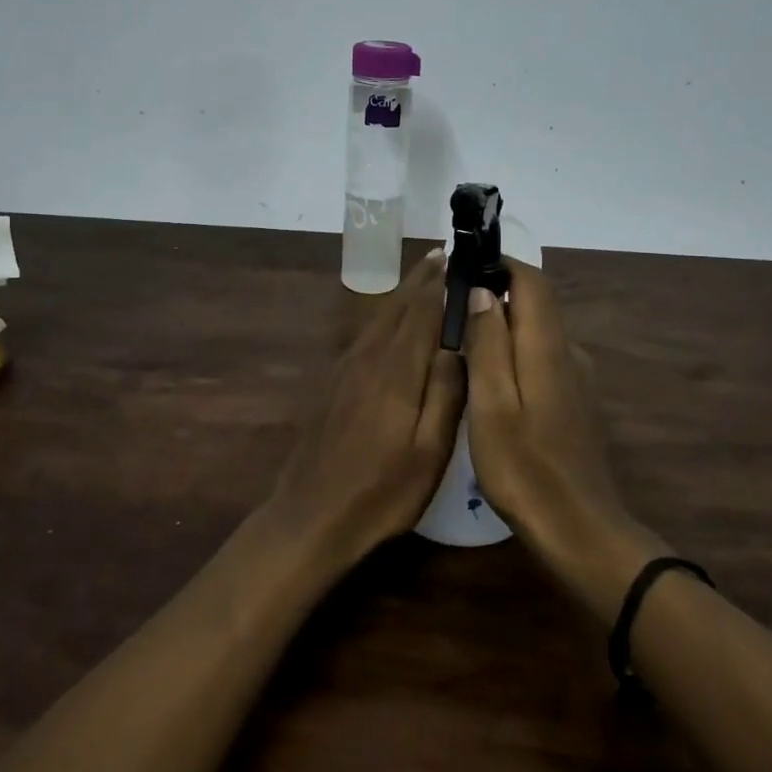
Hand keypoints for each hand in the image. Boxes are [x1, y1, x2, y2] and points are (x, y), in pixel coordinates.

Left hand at [266, 253, 466, 567]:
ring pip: (380, 317)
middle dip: (422, 279)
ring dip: (404, 293)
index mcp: (396, 370)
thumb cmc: (381, 491)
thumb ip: (446, 393)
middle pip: (399, 306)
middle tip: (444, 254)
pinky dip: (386, 316)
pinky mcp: (334, 382)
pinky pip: (366, 334)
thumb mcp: (429, 452)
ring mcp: (346, 368)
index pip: (423, 311)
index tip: (460, 258)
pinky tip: (393, 321)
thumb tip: (458, 343)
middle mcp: (368, 356)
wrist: (311, 516)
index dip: (441, 283)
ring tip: (424, 275)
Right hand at [462, 261, 666, 615]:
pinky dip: (514, 355)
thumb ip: (488, 343)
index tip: (463, 268)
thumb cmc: (526, 468)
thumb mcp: (492, 404)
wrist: (582, 533)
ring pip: (536, 334)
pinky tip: (489, 385)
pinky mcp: (576, 403)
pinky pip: (542, 360)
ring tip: (461, 348)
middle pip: (534, 304)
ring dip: (502, 328)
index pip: (531, 280)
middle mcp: (569, 353)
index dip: (500, 264)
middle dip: (495, 295)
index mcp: (547, 347)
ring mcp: (577, 380)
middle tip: (449, 312)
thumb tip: (483, 290)